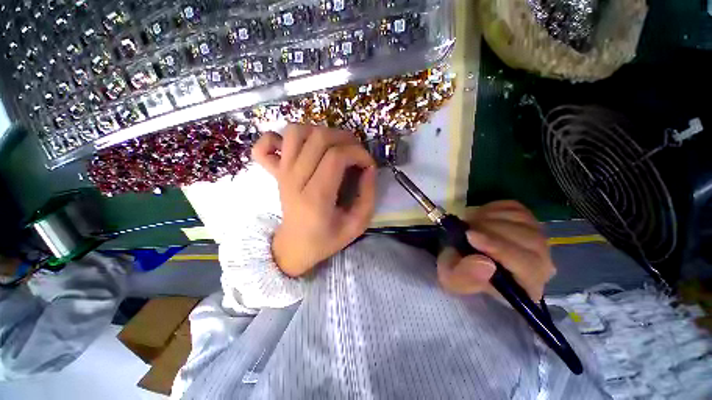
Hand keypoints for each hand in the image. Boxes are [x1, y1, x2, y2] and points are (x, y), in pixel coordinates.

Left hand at [252, 124, 376, 276]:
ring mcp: (282, 173)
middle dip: (345, 139)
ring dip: (319, 132)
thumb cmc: (327, 239)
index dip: (358, 153)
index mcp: (316, 197)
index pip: (336, 157)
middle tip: (356, 153)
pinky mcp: (275, 172)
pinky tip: (297, 148)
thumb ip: (368, 195)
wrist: (294, 247)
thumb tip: (369, 168)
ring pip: (295, 132)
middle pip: (319, 138)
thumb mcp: (357, 224)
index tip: (368, 164)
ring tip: (333, 147)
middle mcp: (295, 180)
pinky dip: (279, 137)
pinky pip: (265, 144)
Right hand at [436, 201, 554, 300]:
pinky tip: (479, 217)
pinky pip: (515, 208)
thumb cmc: (459, 273)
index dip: (500, 249)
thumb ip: (465, 277)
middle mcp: (541, 263)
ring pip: (523, 221)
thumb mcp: (453, 280)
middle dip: (492, 230)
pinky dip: (492, 208)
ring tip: (470, 225)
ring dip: (490, 218)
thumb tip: (485, 263)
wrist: (460, 256)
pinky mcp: (525, 220)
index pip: (528, 267)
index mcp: (526, 286)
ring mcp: (536, 238)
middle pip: (531, 240)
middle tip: (466, 228)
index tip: (470, 236)